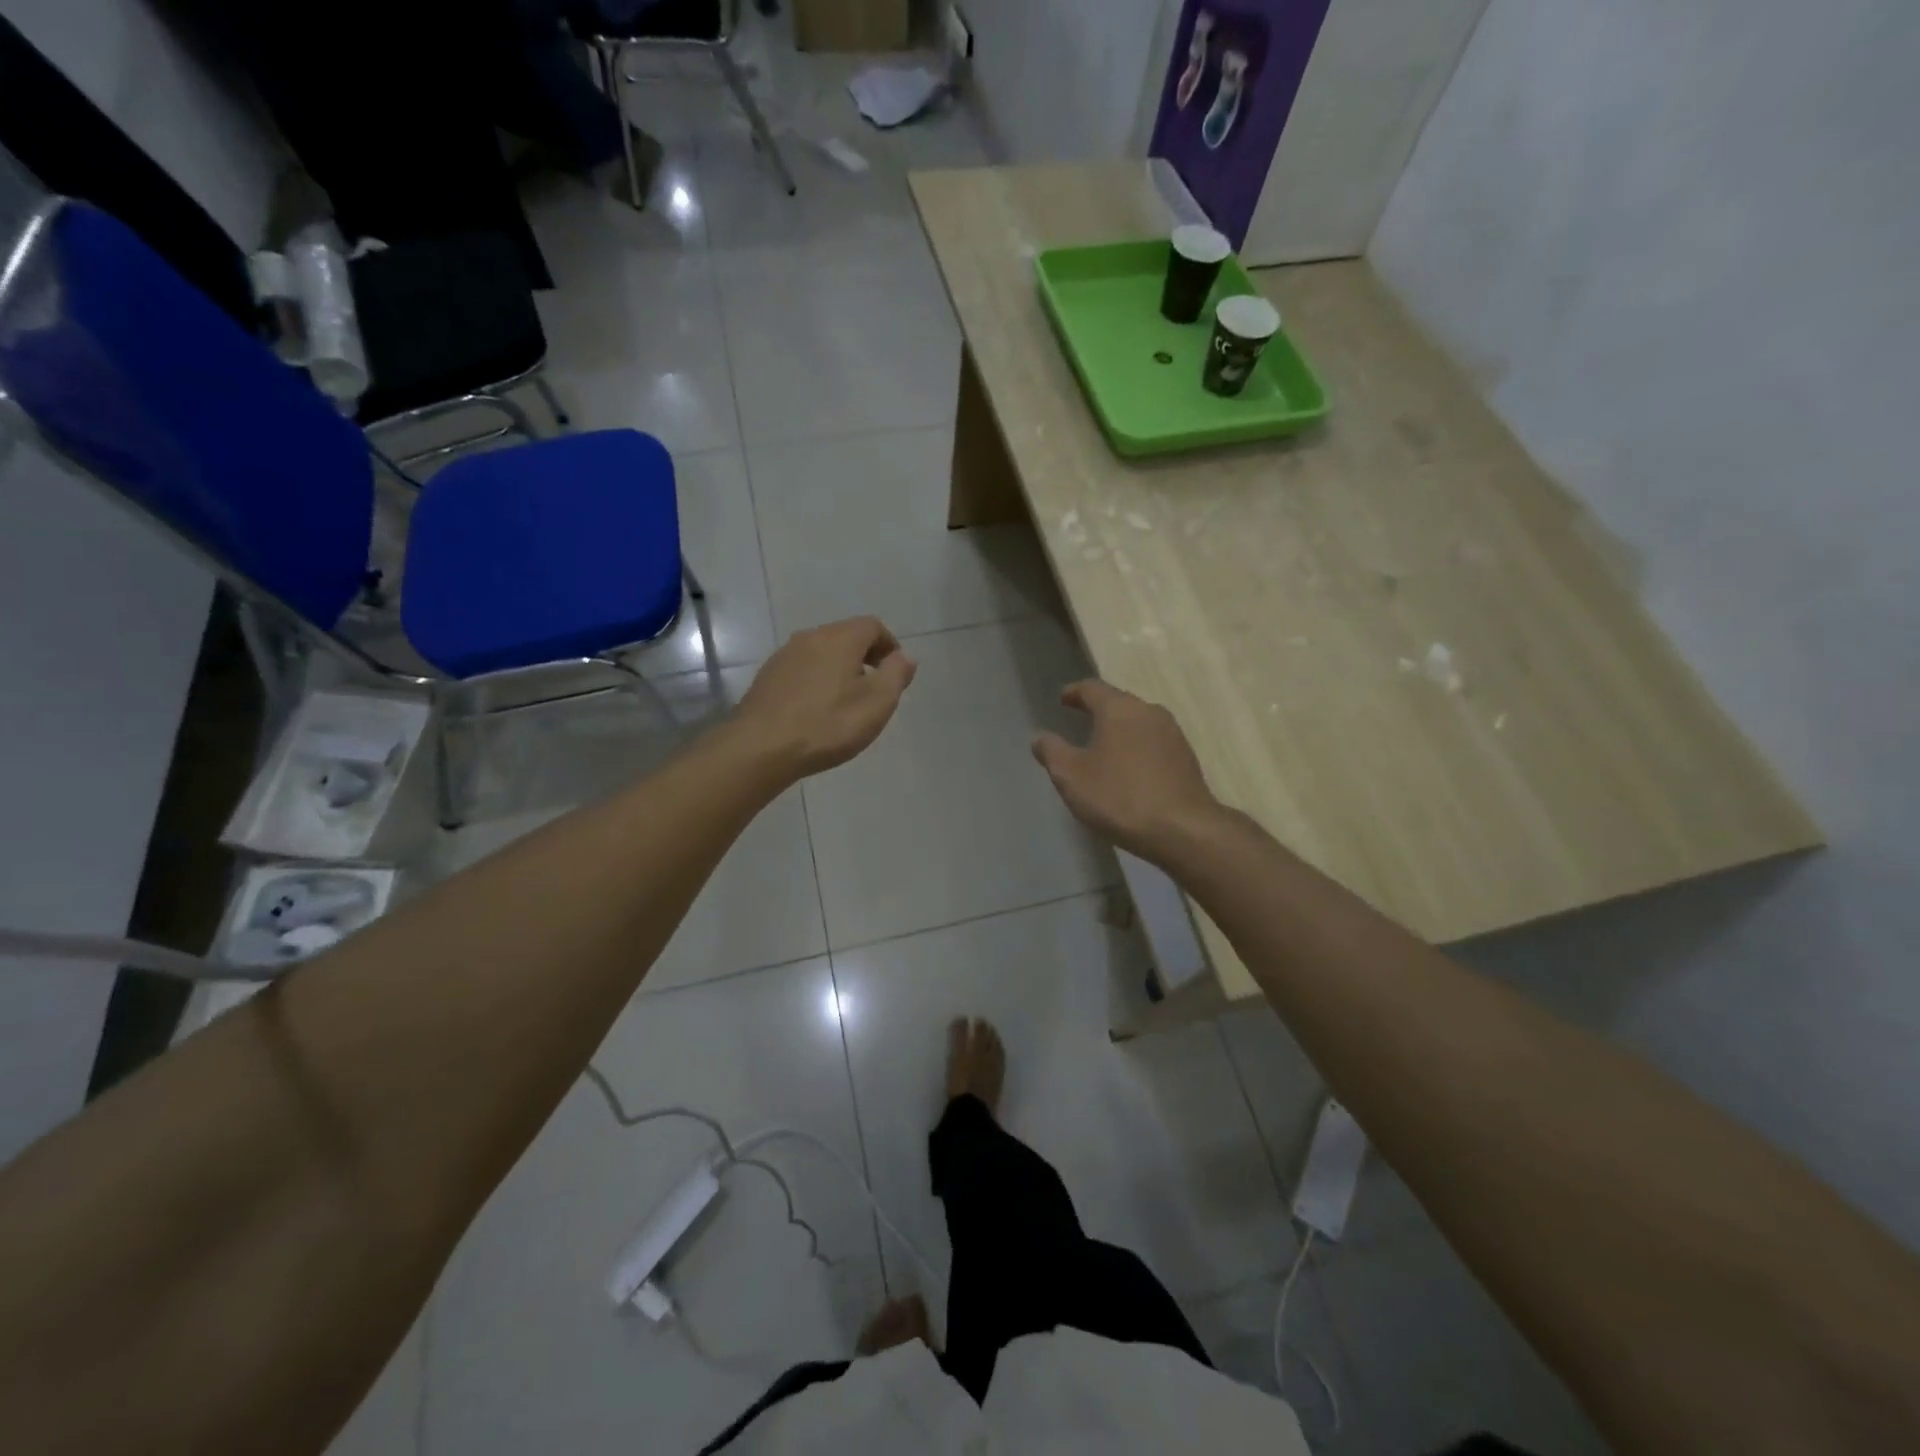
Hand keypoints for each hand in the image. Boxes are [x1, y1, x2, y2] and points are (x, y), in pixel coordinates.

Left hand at [736, 617, 916, 779]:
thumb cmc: (827, 725)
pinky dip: (817, 680)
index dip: (889, 645)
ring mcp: (784, 655)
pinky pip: (802, 669)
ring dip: (839, 668)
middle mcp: (811, 637)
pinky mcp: (768, 676)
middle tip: (874, 688)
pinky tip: (816, 709)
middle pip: (846, 635)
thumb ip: (896, 674)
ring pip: (822, 652)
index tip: (895, 672)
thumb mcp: (876, 703)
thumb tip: (906, 656)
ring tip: (846, 701)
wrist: (761, 747)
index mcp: (840, 638)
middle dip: (865, 656)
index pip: (872, 626)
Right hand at [1032, 680, 1219, 862]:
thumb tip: (1040, 737)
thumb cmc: (1119, 797)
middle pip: (1118, 702)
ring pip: (1138, 722)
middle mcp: (1148, 711)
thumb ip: (1052, 752)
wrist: (1183, 830)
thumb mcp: (1071, 777)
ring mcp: (1172, 733)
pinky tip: (1129, 767)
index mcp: (1119, 709)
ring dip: (1119, 729)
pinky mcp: (1186, 757)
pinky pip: (1153, 742)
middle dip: (1098, 709)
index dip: (1074, 692)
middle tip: (1080, 719)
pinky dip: (1136, 747)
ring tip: (1103, 745)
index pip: (1091, 688)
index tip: (1062, 699)